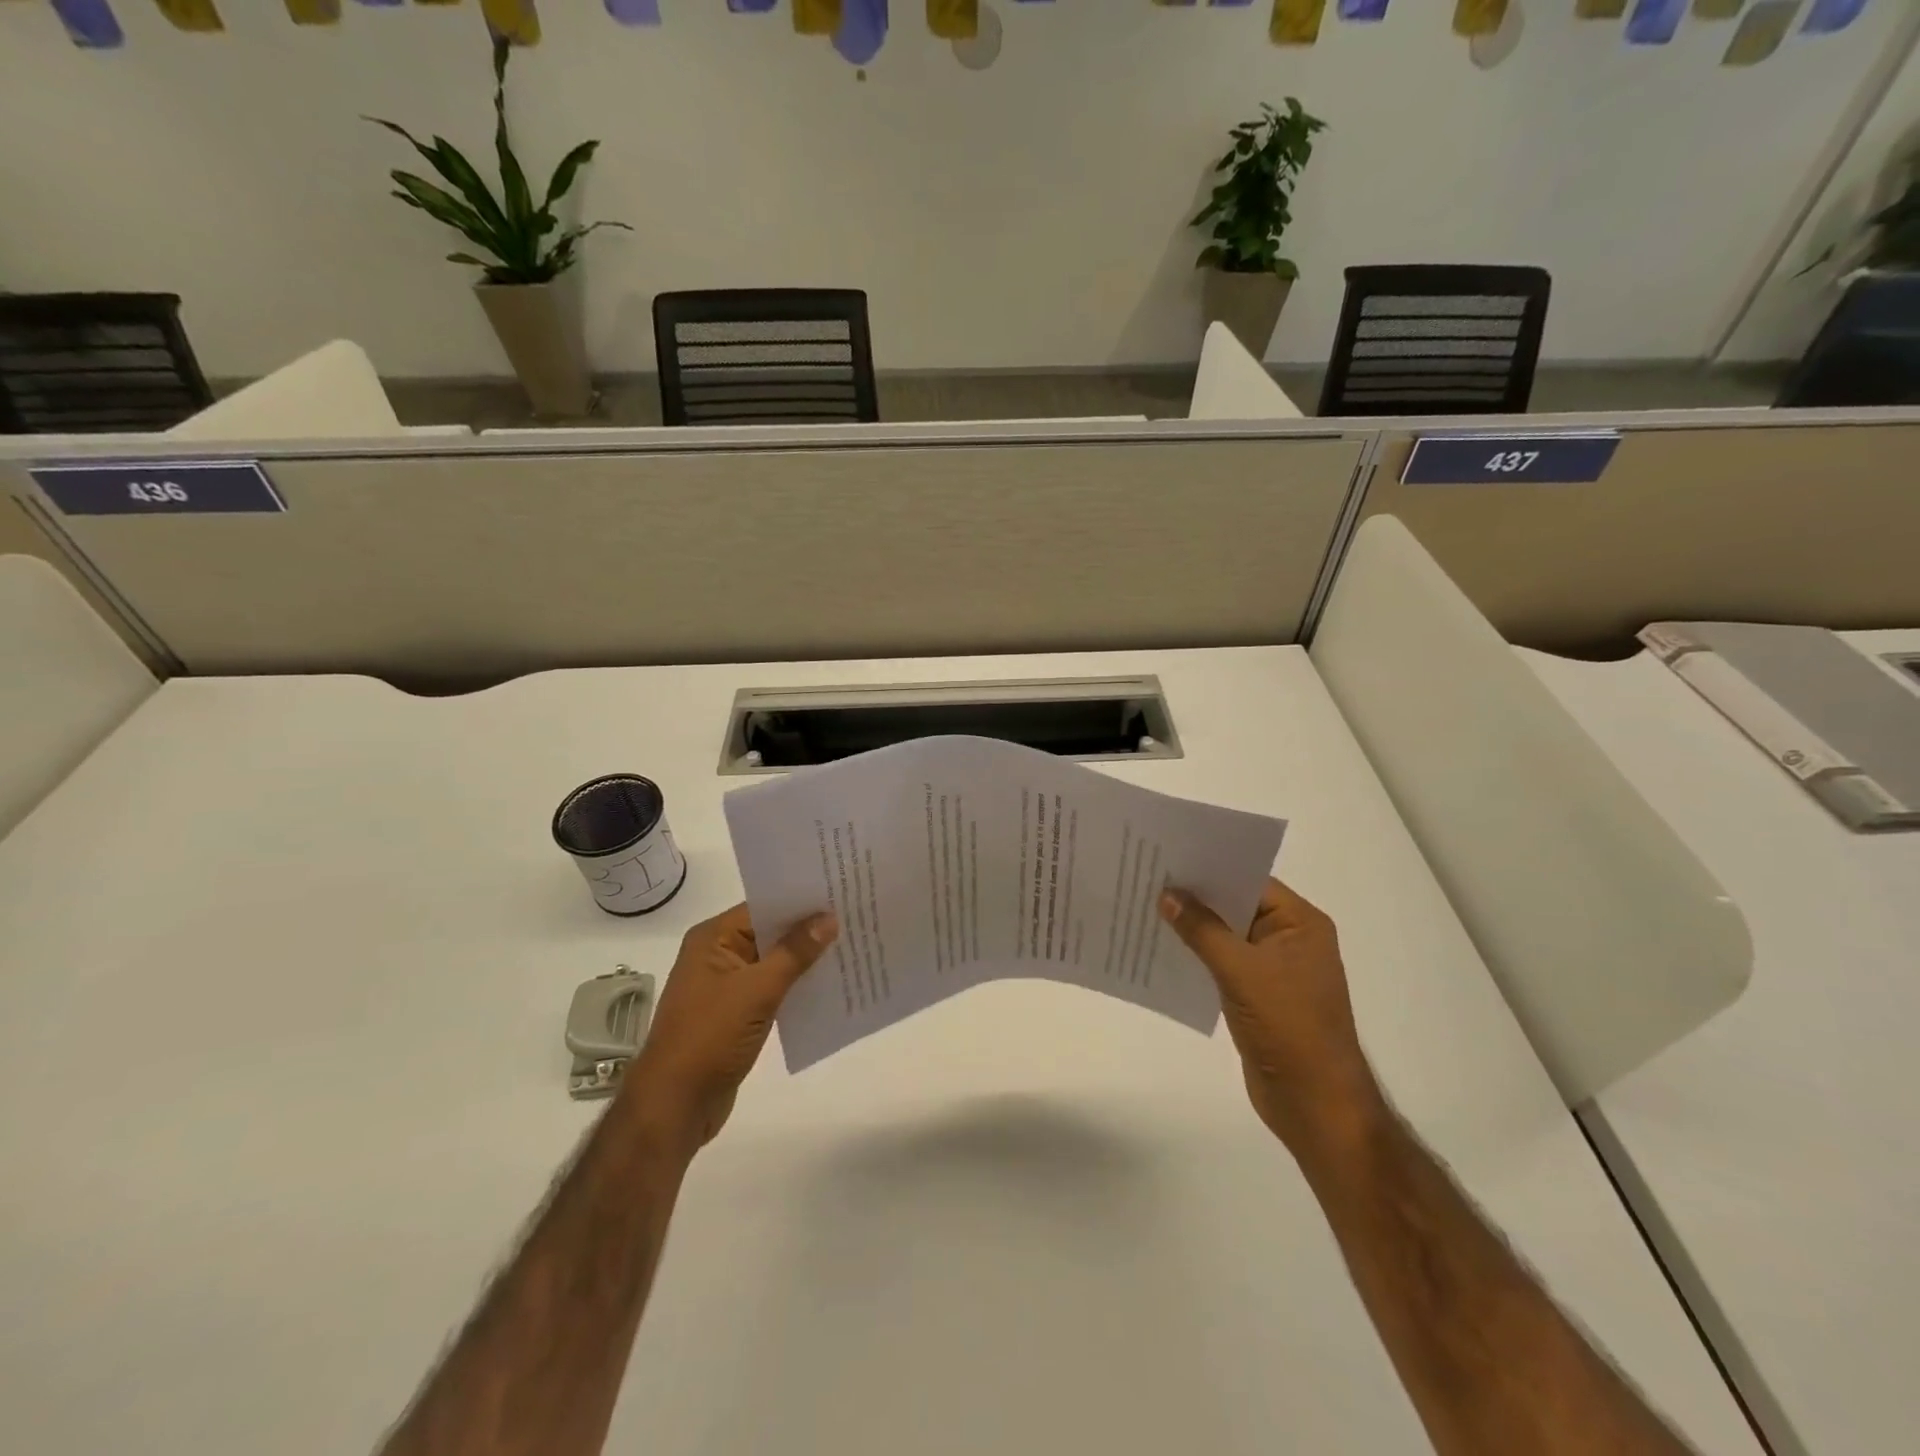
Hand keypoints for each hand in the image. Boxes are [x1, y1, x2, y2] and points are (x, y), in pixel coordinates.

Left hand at [621, 903, 837, 1154]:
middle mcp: (718, 954)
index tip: (841, 892)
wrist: (676, 1105)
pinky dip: (797, 985)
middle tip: (855, 916)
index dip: (801, 900)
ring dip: (806, 959)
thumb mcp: (757, 990)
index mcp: (713, 939)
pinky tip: (831, 984)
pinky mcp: (737, 1013)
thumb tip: (829, 917)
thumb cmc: (710, 1037)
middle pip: (771, 931)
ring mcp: (727, 985)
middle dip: (809, 928)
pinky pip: (774, 988)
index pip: (764, 906)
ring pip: (775, 961)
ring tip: (852, 946)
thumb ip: (795, 952)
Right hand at [1159, 877, 1384, 1156]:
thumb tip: (1166, 894)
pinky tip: (1163, 949)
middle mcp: (1290, 939)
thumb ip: (1202, 930)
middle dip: (1196, 896)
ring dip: (1193, 927)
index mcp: (1300, 923)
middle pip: (1236, 905)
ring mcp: (1275, 969)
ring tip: (1146, 908)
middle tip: (1149, 877)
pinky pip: (1223, 963)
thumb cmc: (1288, 1026)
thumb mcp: (1241, 971)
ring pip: (1226, 935)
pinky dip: (1197, 955)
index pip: (1250, 880)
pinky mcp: (1259, 995)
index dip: (1210, 868)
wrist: (1315, 1103)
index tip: (1168, 857)